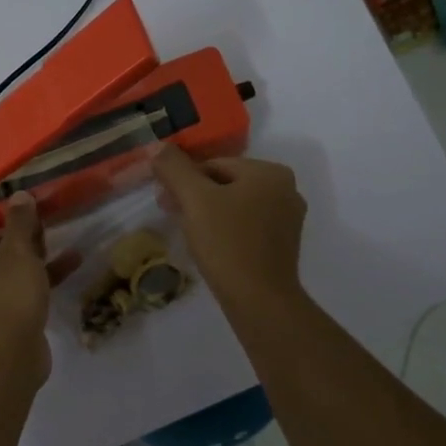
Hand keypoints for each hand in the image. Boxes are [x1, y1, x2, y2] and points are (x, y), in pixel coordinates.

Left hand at [0, 193, 80, 380]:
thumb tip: (19, 194)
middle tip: (52, 238)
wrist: (8, 356)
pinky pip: (19, 301)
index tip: (38, 225)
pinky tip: (67, 277)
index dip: (13, 229)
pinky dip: (39, 289)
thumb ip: (20, 222)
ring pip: (10, 281)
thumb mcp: (17, 251)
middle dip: (28, 248)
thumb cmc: (6, 294)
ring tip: (70, 255)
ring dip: (39, 267)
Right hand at [150, 145, 307, 308]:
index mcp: (270, 172)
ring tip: (188, 233)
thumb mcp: (195, 200)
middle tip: (171, 214)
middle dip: (195, 196)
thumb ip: (175, 168)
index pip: (214, 164)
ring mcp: (288, 218)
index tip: (164, 200)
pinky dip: (225, 230)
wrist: (259, 300)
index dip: (183, 180)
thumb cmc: (227, 243)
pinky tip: (210, 247)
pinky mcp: (283, 244)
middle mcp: (286, 189)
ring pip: (235, 205)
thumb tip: (158, 145)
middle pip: (226, 183)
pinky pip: (246, 226)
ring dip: (208, 214)